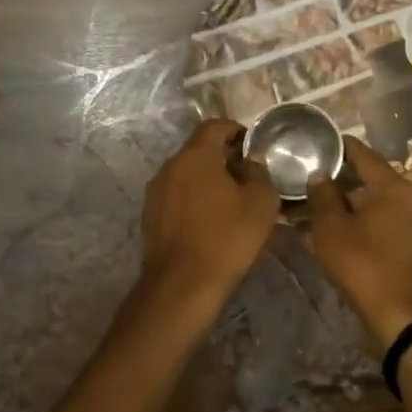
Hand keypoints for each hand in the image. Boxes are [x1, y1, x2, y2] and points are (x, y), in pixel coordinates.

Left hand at [139, 119, 280, 304]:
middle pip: (199, 150)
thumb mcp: (261, 202)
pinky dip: (195, 199)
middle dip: (224, 157)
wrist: (183, 285)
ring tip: (232, 200)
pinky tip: (212, 220)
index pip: (214, 126)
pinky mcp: (150, 217)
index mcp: (195, 156)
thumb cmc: (227, 237)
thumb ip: (260, 172)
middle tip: (249, 175)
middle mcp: (170, 167)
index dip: (236, 130)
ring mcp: (156, 193)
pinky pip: (177, 196)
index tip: (254, 146)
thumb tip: (251, 162)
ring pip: (187, 174)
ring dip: (208, 179)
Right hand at [307, 137, 411, 356]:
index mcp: (394, 186)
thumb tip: (319, 174)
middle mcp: (410, 198)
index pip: (362, 154)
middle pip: (369, 179)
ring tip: (316, 209)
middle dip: (338, 181)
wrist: (400, 316)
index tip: (314, 143)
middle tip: (308, 180)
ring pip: (374, 205)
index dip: (337, 147)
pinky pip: (381, 225)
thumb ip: (322, 195)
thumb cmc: (364, 264)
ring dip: (347, 206)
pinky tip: (336, 234)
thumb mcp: (331, 228)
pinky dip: (360, 224)